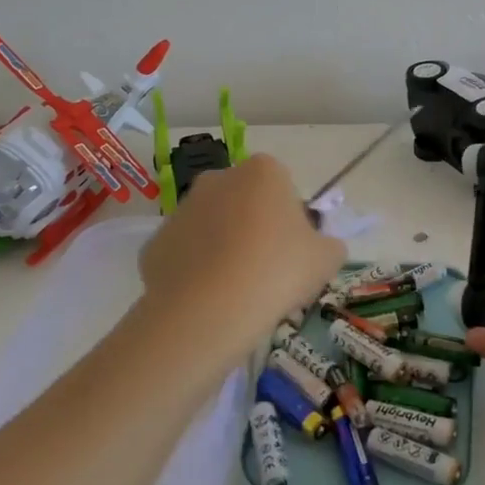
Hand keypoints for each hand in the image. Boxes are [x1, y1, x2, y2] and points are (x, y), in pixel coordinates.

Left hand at [138, 154, 343, 338]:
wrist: (208, 312)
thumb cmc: (277, 272)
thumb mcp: (326, 259)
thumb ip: (329, 244)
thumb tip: (319, 247)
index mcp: (263, 171)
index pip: (284, 187)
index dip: (292, 219)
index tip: (294, 252)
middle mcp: (218, 178)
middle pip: (246, 201)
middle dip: (255, 227)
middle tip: (269, 271)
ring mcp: (182, 209)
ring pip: (213, 226)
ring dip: (225, 247)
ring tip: (238, 290)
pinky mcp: (156, 242)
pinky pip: (186, 253)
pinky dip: (197, 270)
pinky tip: (209, 299)